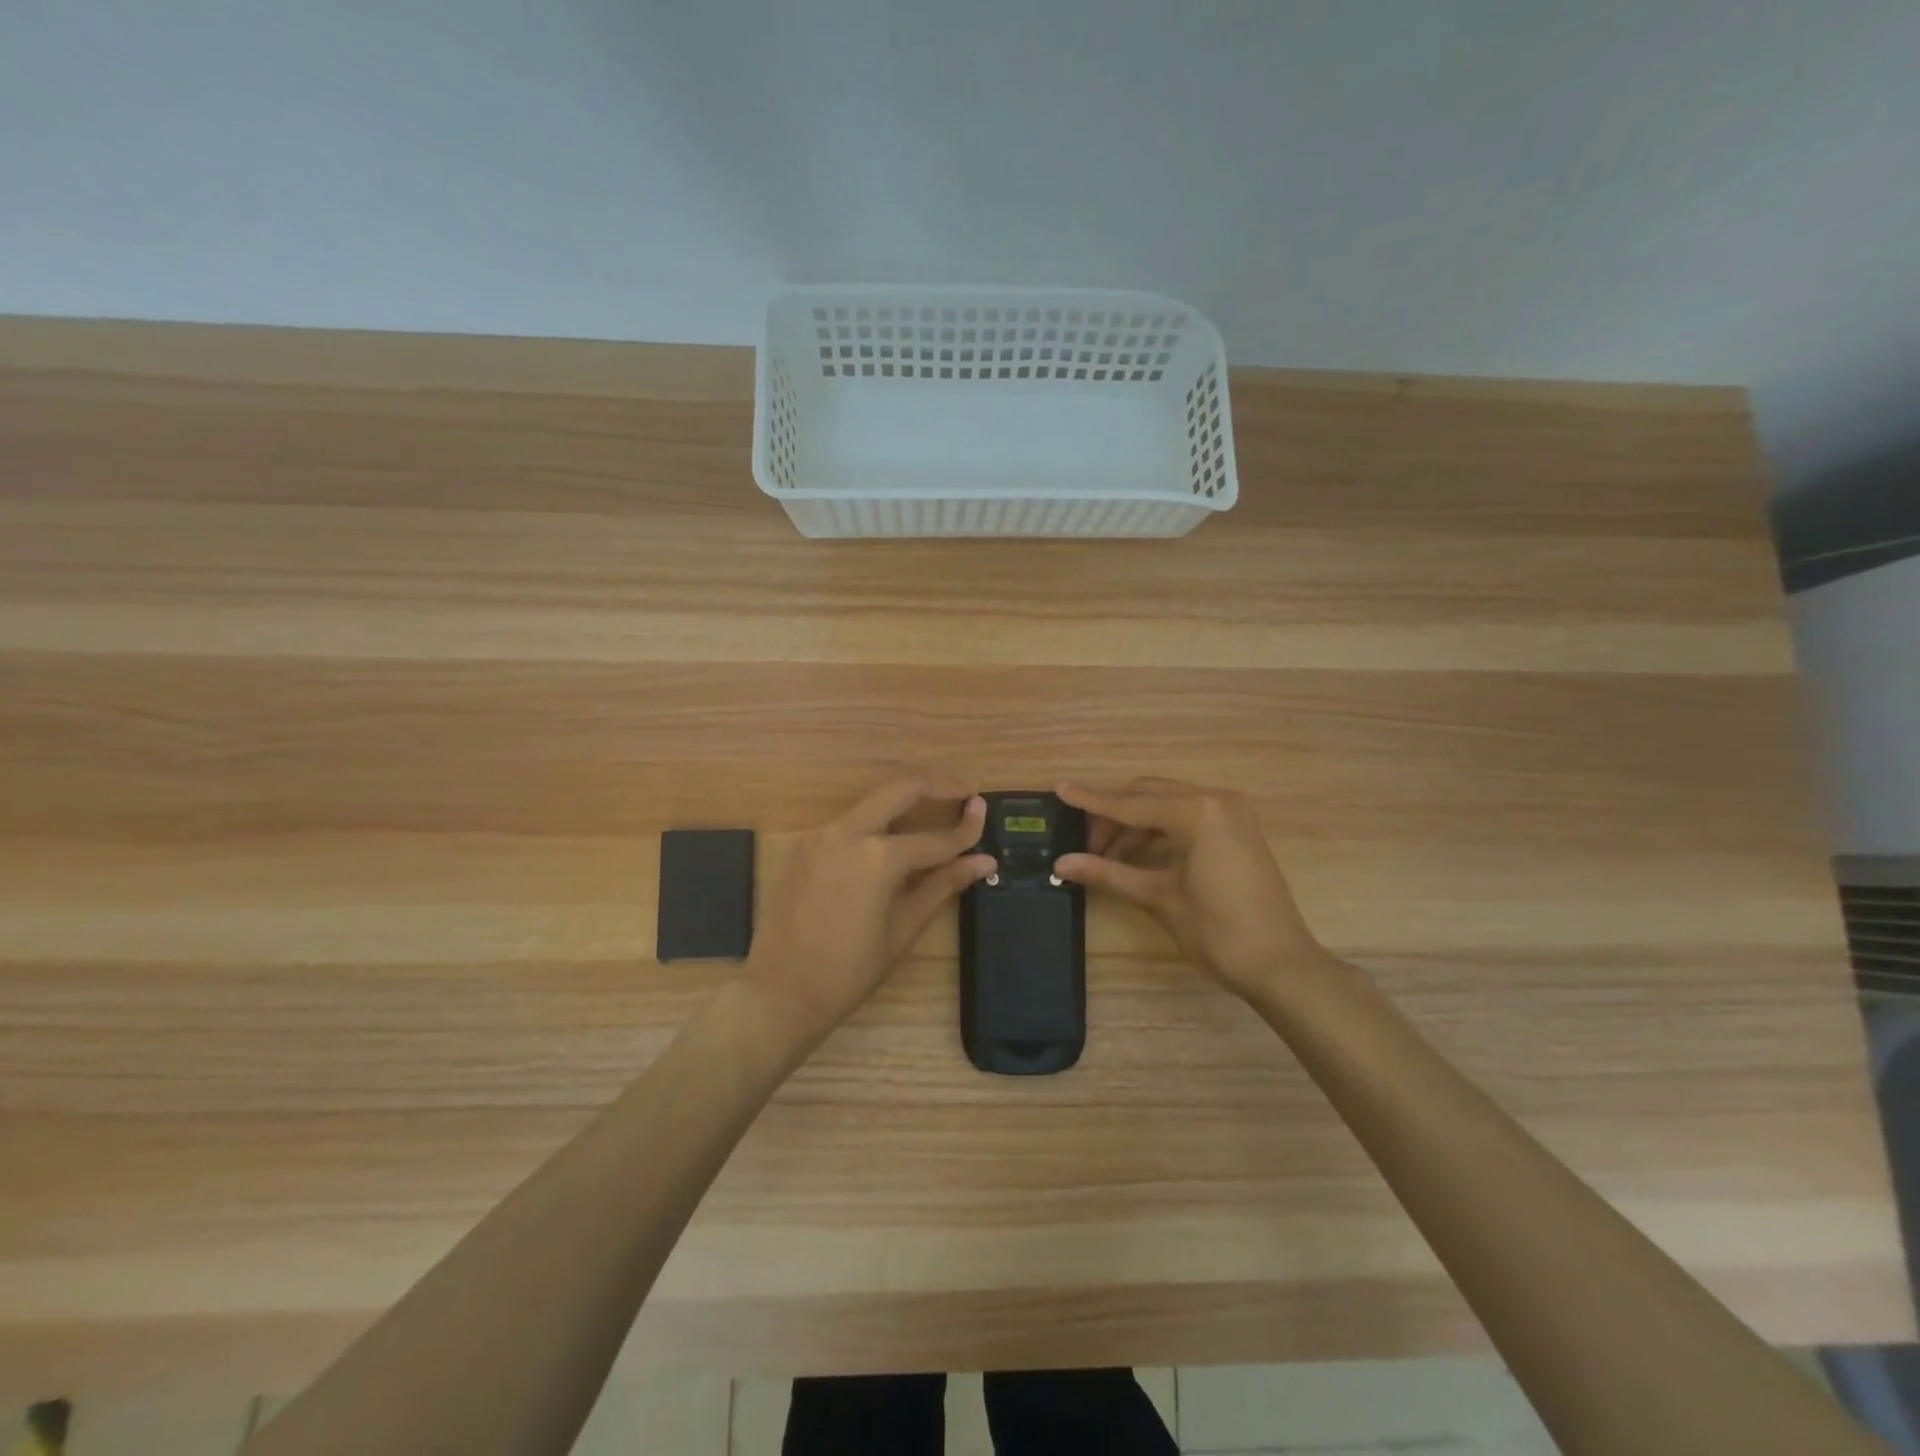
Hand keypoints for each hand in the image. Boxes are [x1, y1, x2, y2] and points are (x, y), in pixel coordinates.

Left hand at [747, 776, 994, 1038]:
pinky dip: (877, 821)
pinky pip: (849, 822)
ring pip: (872, 801)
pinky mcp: (804, 845)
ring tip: (937, 806)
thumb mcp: (904, 928)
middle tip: (966, 790)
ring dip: (905, 798)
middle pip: (900, 789)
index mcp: (878, 857)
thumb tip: (984, 861)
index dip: (966, 829)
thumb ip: (943, 885)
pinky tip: (893, 836)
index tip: (985, 811)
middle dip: (938, 784)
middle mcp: (847, 832)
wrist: (780, 993)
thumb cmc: (850, 971)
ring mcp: (821, 835)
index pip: (935, 838)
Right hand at [1054, 778, 1331, 1000]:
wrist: (1281, 965)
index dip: (1092, 800)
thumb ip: (1107, 873)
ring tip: (1106, 856)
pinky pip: (1187, 816)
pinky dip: (1159, 830)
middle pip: (1148, 795)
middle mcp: (1215, 799)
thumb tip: (1060, 864)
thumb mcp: (1158, 898)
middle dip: (1113, 815)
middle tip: (1084, 844)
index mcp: (1197, 812)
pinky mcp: (1237, 828)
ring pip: (1167, 804)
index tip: (1059, 789)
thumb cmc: (1217, 932)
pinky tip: (1136, 855)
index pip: (1131, 803)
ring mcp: (1231, 812)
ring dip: (1135, 824)